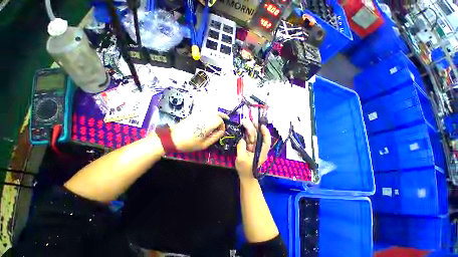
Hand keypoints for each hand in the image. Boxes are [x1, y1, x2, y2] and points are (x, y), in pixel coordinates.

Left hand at [170, 112, 226, 151]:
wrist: (173, 138)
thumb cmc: (189, 143)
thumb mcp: (204, 144)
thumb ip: (215, 137)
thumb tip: (221, 132)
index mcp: (206, 124)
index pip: (219, 120)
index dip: (222, 126)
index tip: (220, 132)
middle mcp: (203, 117)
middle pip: (217, 113)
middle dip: (223, 117)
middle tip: (227, 120)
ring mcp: (198, 114)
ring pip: (212, 111)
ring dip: (218, 114)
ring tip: (221, 118)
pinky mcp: (194, 114)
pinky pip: (206, 111)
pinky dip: (211, 113)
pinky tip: (212, 118)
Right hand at [235, 119, 270, 178]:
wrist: (245, 176)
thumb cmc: (245, 169)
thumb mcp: (241, 159)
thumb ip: (241, 148)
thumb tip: (242, 139)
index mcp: (260, 152)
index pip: (266, 142)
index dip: (265, 133)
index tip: (262, 126)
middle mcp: (259, 149)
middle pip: (258, 137)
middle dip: (254, 128)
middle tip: (249, 120)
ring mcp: (254, 148)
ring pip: (253, 137)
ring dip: (249, 129)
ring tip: (245, 122)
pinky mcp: (249, 148)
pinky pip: (248, 140)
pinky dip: (246, 134)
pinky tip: (243, 129)